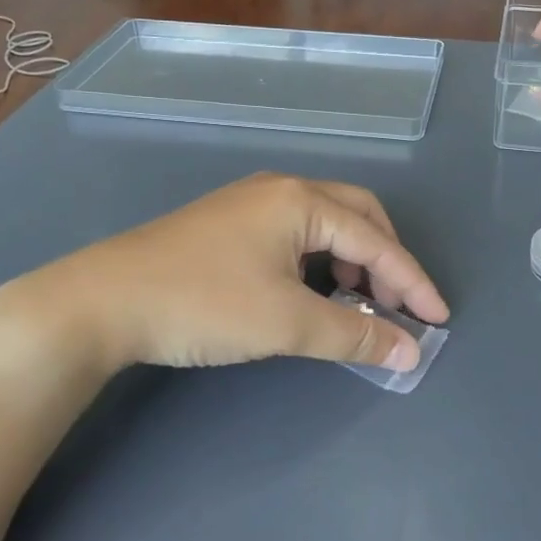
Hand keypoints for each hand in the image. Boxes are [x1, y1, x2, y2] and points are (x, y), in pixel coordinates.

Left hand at [0, 175, 448, 381]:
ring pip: (324, 225)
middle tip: (398, 305)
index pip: (376, 240)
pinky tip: (312, 292)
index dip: (412, 281)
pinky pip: (295, 234)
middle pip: (357, 217)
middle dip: (385, 261)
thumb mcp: (287, 322)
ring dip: (351, 262)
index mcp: (301, 200)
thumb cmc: (204, 303)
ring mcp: (251, 203)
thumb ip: (356, 334)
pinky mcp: (229, 224)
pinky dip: (319, 262)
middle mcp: (281, 188)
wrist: (101, 302)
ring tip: (357, 304)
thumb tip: (411, 351)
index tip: (439, 319)